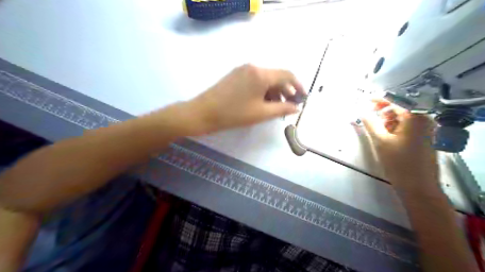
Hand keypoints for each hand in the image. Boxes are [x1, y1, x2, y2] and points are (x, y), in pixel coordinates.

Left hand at [189, 63, 304, 132]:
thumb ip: (282, 109)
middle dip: (286, 91)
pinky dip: (263, 90)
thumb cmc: (234, 114)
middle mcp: (253, 67)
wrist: (203, 112)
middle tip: (289, 106)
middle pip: (276, 76)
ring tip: (276, 107)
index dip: (298, 86)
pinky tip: (263, 102)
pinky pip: (256, 80)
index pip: (287, 75)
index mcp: (261, 74)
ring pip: (266, 79)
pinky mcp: (236, 75)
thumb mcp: (261, 113)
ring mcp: (243, 70)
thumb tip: (297, 107)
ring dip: (274, 92)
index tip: (303, 98)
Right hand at [362, 99, 437, 186]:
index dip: (380, 99)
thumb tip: (361, 110)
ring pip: (402, 117)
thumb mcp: (380, 141)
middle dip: (383, 109)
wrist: (417, 186)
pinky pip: (406, 126)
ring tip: (375, 127)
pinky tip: (385, 134)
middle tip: (368, 113)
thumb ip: (370, 123)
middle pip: (400, 107)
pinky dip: (393, 127)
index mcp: (416, 117)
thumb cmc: (398, 162)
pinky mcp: (422, 137)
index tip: (365, 99)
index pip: (396, 100)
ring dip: (387, 119)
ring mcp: (425, 129)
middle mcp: (424, 119)